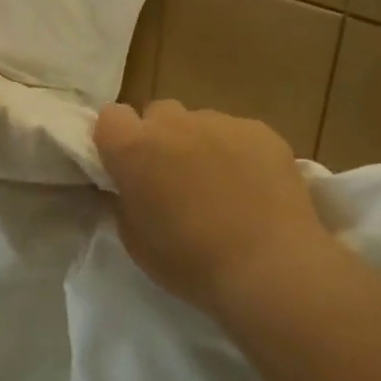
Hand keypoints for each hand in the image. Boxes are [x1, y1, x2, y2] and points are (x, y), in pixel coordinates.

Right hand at [94, 99, 330, 317]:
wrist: (270, 267)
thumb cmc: (192, 262)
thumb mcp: (135, 240)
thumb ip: (126, 199)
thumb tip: (132, 185)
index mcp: (134, 148)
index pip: (110, 117)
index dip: (117, 140)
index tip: (127, 167)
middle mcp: (174, 124)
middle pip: (157, 113)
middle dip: (159, 137)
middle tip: (173, 177)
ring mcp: (221, 123)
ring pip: (199, 123)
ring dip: (199, 145)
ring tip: (220, 186)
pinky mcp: (261, 131)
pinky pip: (238, 133)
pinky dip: (238, 153)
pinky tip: (253, 188)